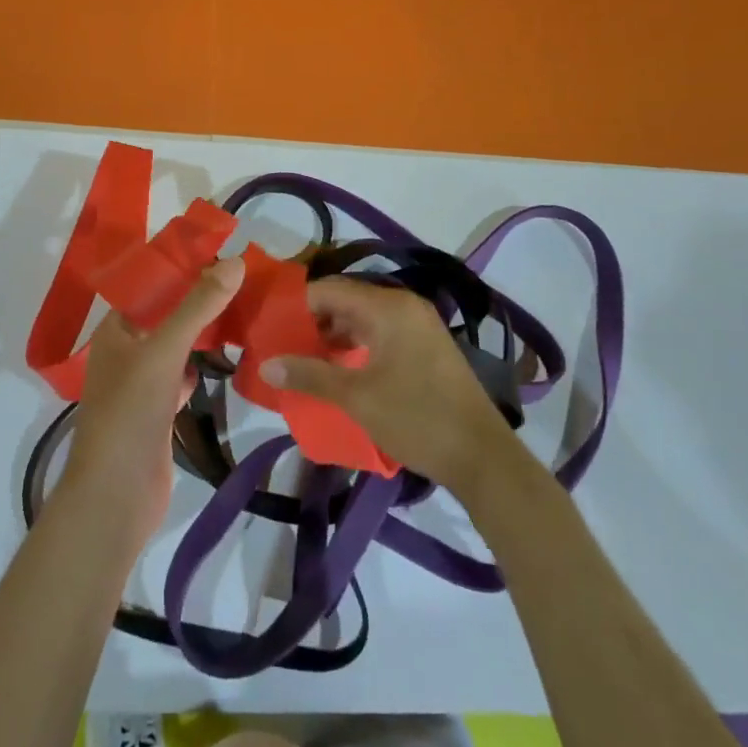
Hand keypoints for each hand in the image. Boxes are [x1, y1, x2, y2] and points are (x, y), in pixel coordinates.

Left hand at [60, 257, 244, 542]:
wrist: (116, 495)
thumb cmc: (130, 413)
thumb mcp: (164, 351)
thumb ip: (198, 307)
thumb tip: (235, 261)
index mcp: (115, 330)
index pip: (150, 286)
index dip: (183, 269)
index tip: (223, 255)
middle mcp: (124, 351)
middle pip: (165, 315)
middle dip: (198, 300)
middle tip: (242, 281)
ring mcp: (140, 384)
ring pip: (175, 347)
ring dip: (201, 333)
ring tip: (241, 311)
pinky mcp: (157, 412)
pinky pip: (181, 377)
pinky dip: (200, 368)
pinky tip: (226, 359)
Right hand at [262, 277, 516, 493]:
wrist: (481, 456)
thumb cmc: (416, 418)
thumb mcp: (355, 398)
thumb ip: (309, 374)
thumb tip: (266, 363)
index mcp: (388, 307)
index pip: (328, 289)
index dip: (295, 306)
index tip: (269, 326)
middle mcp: (404, 306)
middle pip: (345, 301)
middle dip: (311, 322)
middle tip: (280, 344)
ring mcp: (418, 325)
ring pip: (362, 318)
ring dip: (332, 336)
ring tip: (302, 360)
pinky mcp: (425, 347)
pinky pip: (379, 333)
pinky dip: (355, 346)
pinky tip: (336, 369)